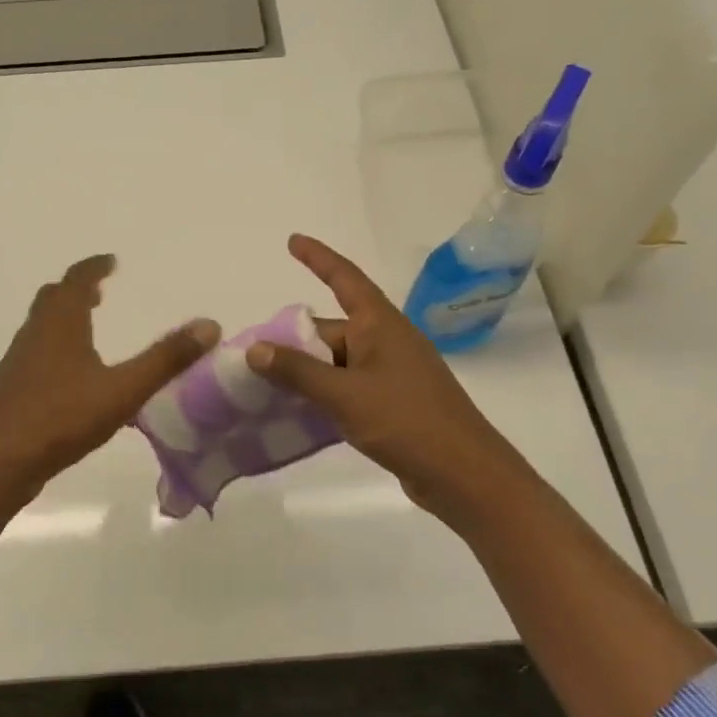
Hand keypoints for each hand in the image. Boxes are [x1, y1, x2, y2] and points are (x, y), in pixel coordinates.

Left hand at [0, 254, 220, 497]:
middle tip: (99, 291)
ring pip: (42, 327)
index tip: (111, 261)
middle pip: (53, 299)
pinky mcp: (12, 390)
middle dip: (76, 290)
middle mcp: (35, 335)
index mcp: (59, 325)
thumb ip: (165, 359)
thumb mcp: (122, 390)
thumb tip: (209, 325)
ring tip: (89, 327)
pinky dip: (57, 348)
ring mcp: (18, 363)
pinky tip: (73, 378)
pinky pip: (37, 354)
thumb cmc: (60, 419)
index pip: (75, 280)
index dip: (94, 267)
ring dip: (65, 319)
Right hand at [245, 234, 537, 532]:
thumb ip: (298, 372)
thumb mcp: (345, 395)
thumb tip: (255, 349)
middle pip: (331, 329)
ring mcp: (391, 373)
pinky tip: (296, 411)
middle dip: (295, 340)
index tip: (293, 241)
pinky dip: (323, 393)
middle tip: (252, 357)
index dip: (318, 258)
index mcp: (380, 325)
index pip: (345, 279)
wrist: (464, 475)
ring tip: (263, 384)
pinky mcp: (393, 403)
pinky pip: (348, 387)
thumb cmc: (407, 421)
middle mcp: (386, 341)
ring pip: (337, 362)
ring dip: (306, 371)